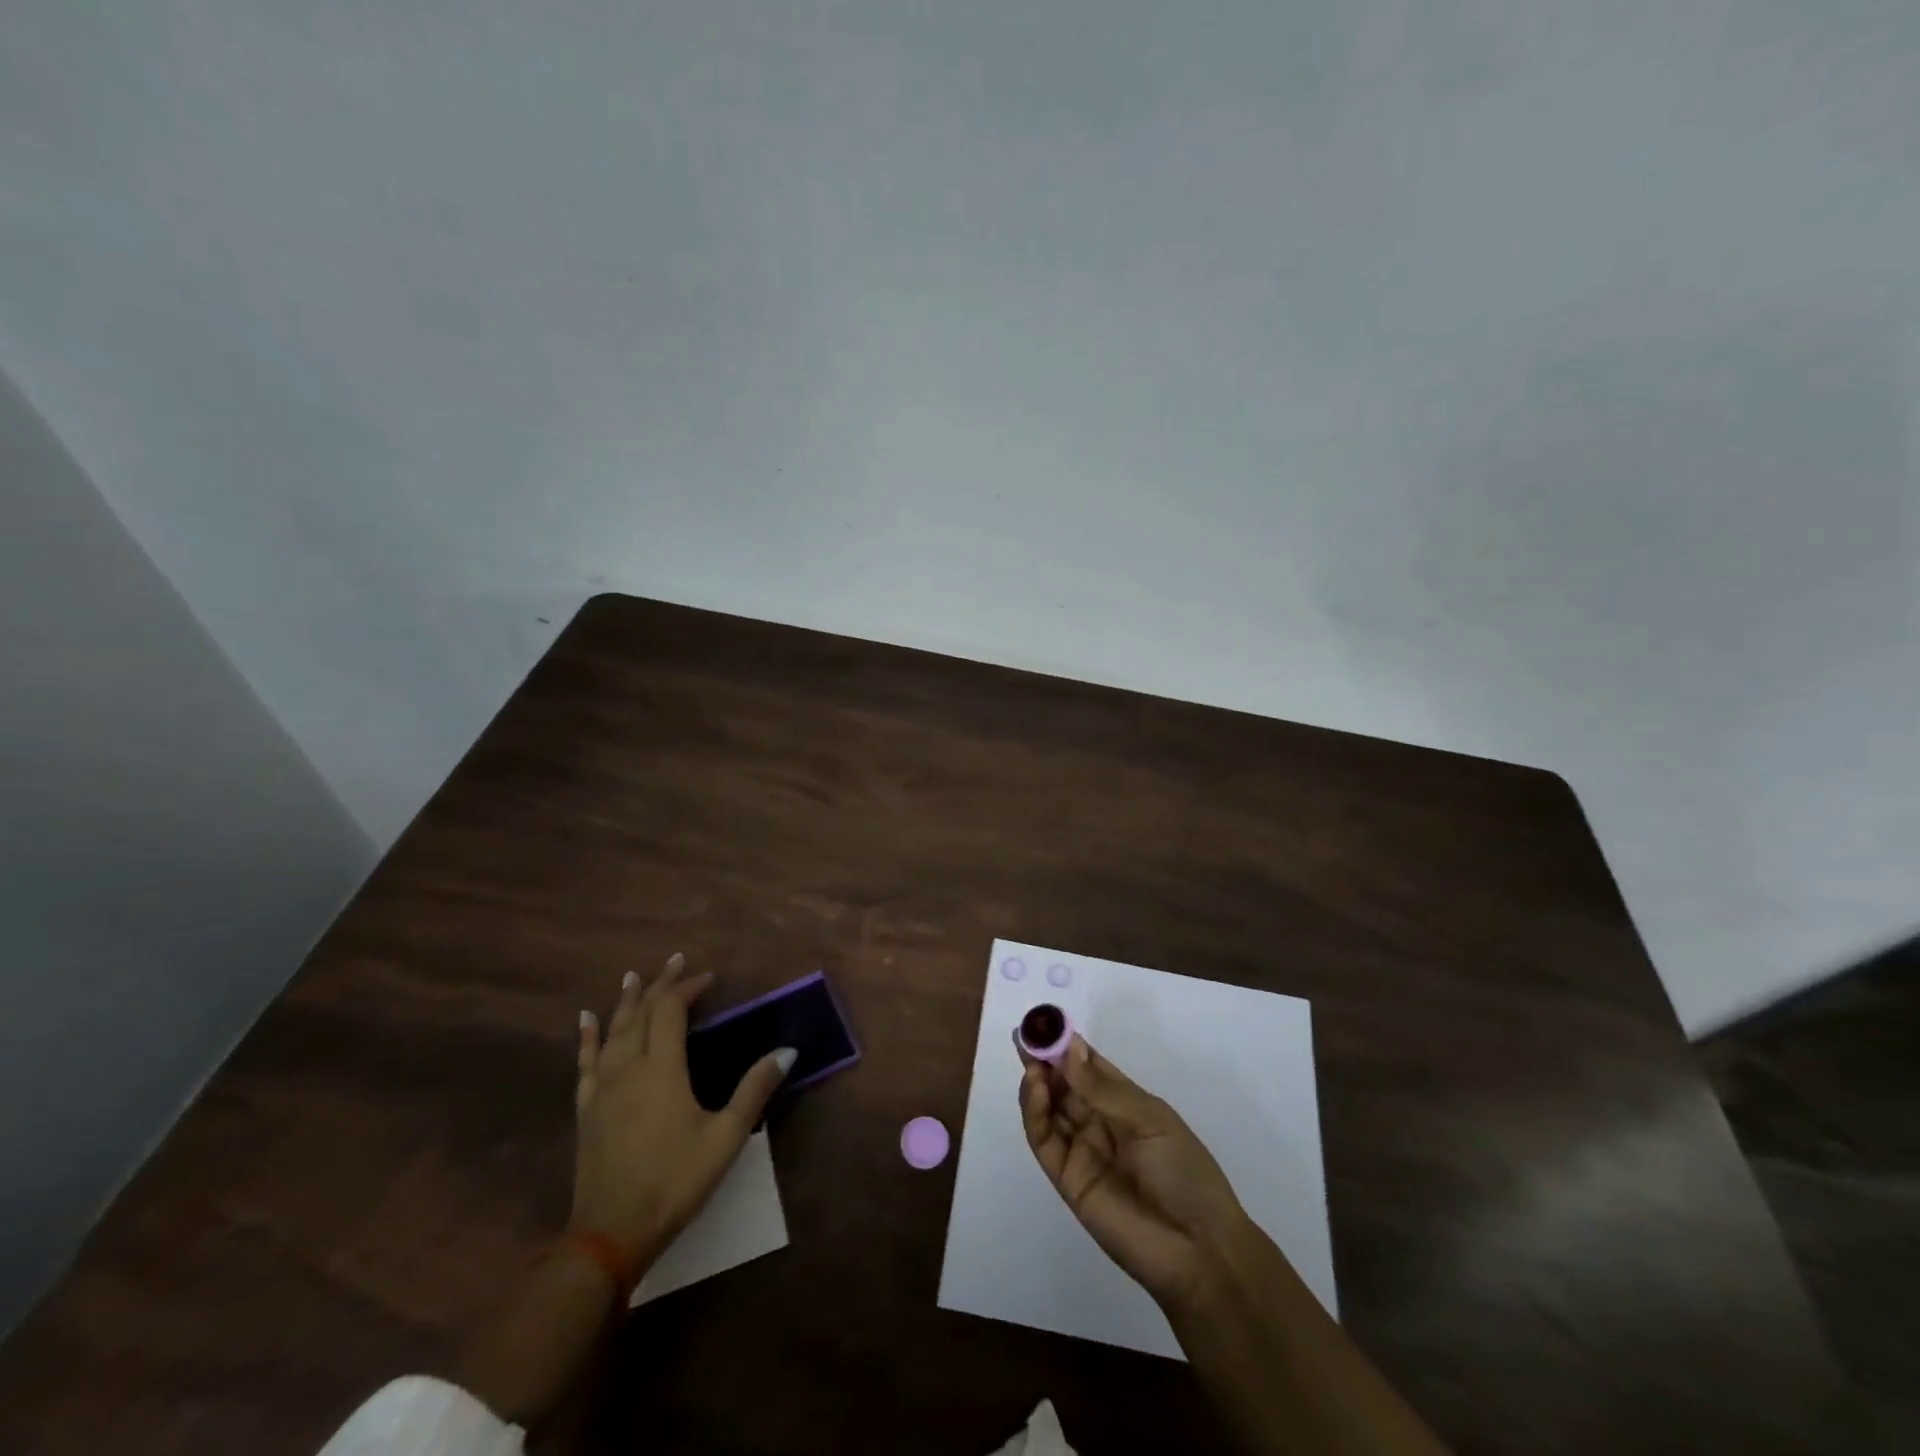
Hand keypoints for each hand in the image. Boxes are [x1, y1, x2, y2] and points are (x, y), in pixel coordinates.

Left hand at [571, 953, 793, 1268]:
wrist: (610, 1234)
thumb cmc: (675, 1182)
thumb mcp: (726, 1137)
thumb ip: (755, 1089)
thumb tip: (788, 1050)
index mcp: (662, 1068)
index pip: (671, 1011)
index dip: (688, 988)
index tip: (708, 977)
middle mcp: (629, 1067)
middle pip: (641, 1012)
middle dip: (659, 984)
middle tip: (675, 961)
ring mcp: (602, 1087)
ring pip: (613, 1030)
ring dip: (625, 1001)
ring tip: (632, 976)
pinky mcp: (587, 1108)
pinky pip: (585, 1060)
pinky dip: (587, 1036)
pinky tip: (586, 1020)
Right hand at [1018, 1033, 1249, 1310]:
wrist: (1198, 1249)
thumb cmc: (1184, 1172)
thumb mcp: (1150, 1120)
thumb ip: (1103, 1088)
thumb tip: (1069, 1048)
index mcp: (1125, 1104)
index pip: (1089, 1066)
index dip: (1068, 1044)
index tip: (1046, 1021)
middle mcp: (1099, 1122)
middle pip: (1064, 1084)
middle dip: (1044, 1058)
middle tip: (1025, 1034)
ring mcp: (1081, 1150)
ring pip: (1050, 1108)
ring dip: (1037, 1082)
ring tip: (1030, 1059)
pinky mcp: (1067, 1178)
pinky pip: (1044, 1140)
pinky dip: (1035, 1112)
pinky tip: (1035, 1088)